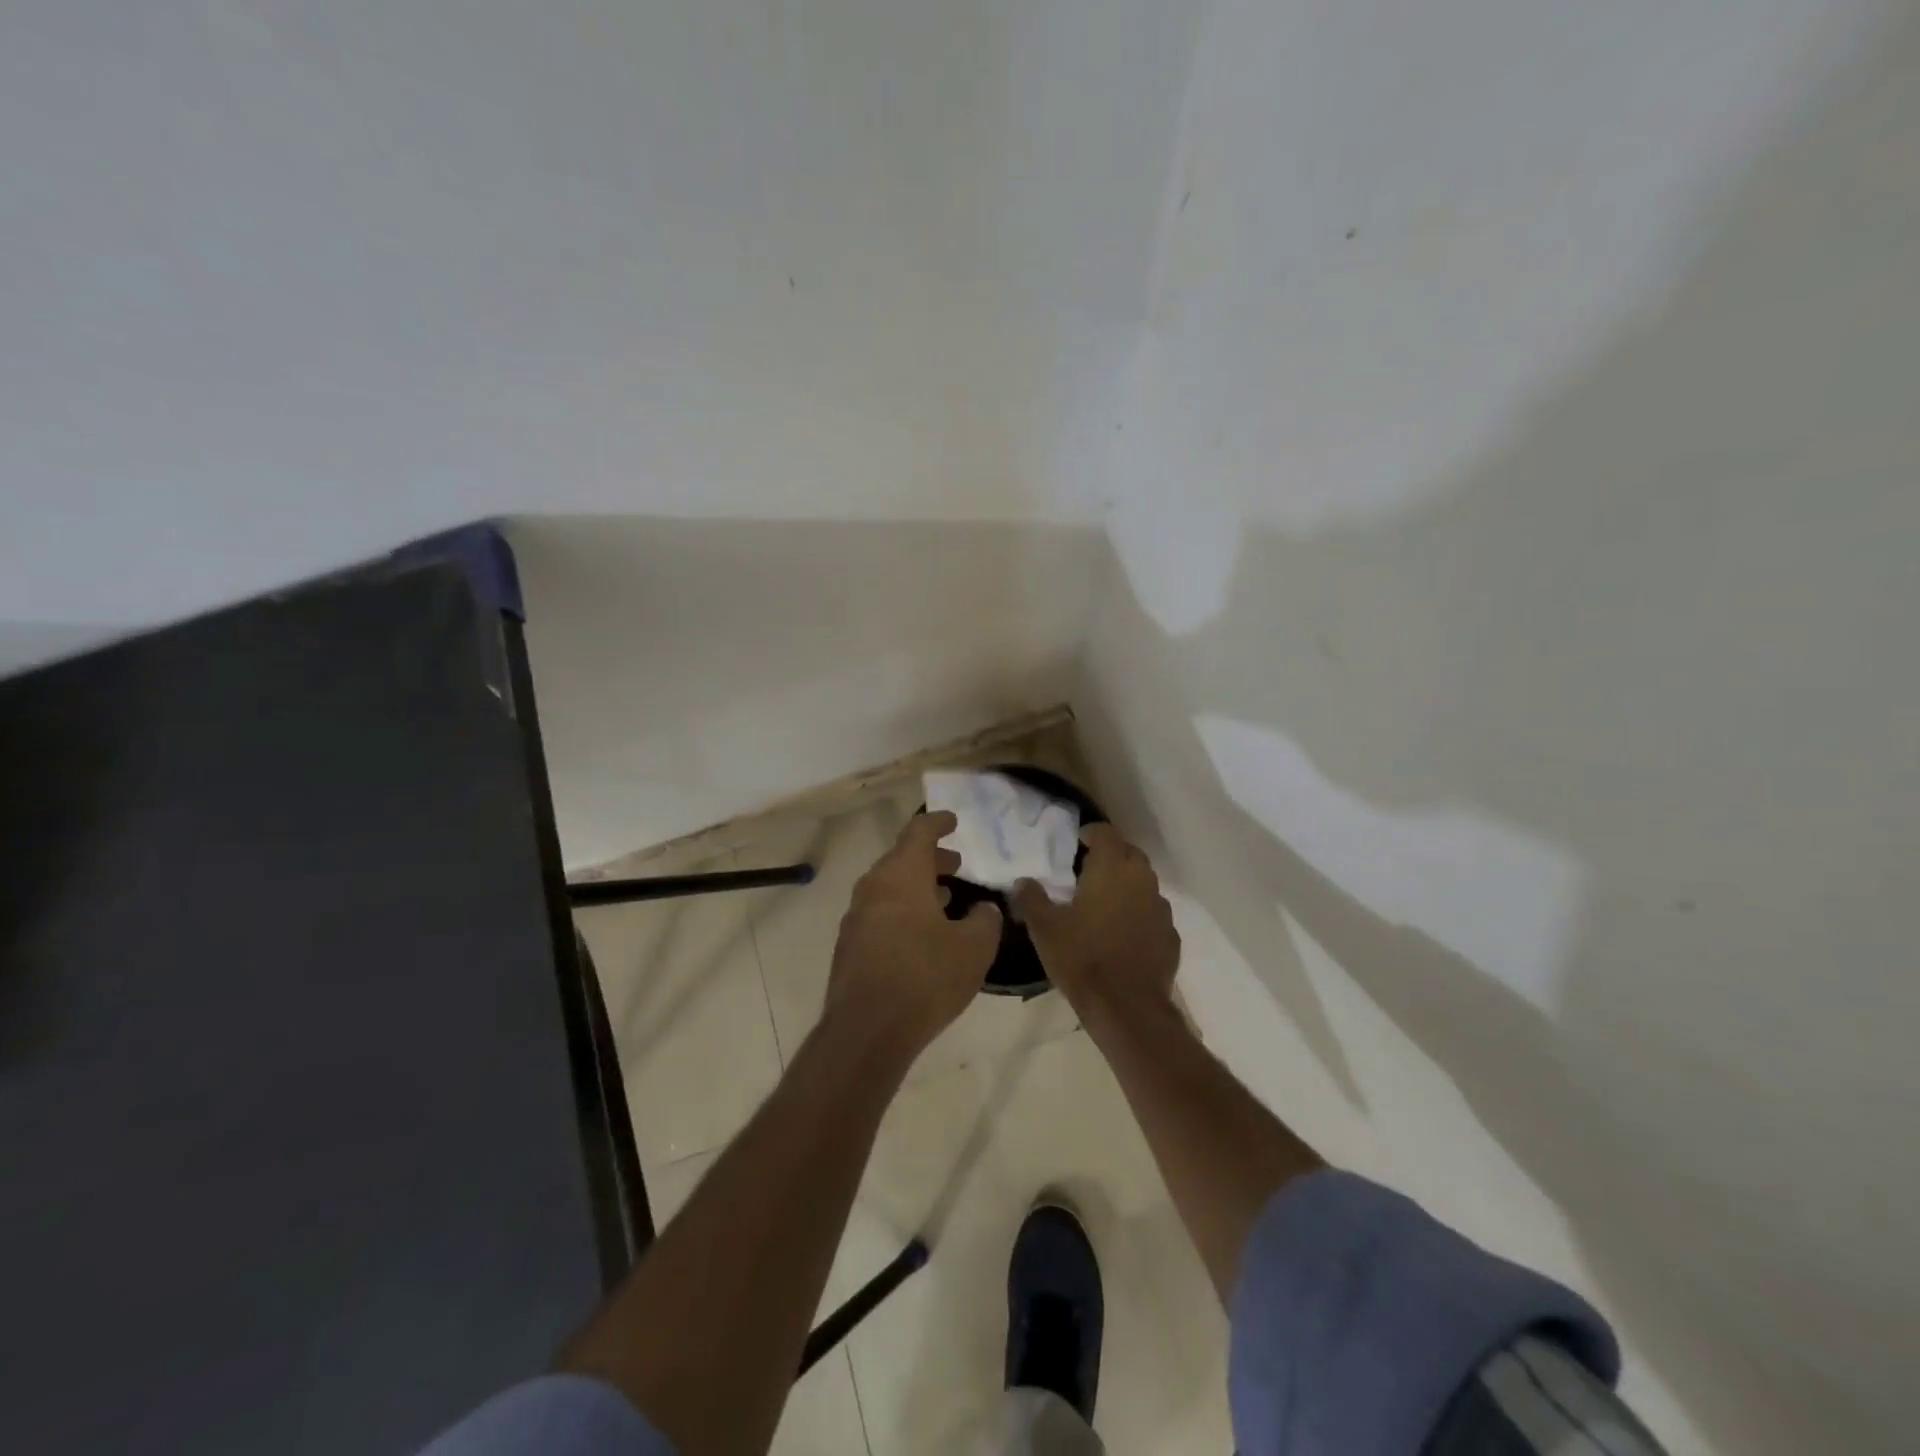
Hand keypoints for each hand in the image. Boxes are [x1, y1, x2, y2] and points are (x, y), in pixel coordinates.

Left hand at [826, 810, 1002, 1059]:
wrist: (867, 1031)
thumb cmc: (925, 978)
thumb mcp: (973, 948)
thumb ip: (984, 921)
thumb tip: (984, 910)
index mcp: (901, 875)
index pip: (919, 833)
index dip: (938, 823)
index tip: (952, 821)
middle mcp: (873, 888)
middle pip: (902, 859)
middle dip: (930, 860)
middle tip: (956, 866)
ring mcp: (856, 917)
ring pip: (889, 888)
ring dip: (917, 887)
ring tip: (945, 899)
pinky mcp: (849, 946)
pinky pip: (880, 914)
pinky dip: (903, 911)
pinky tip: (921, 935)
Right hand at [1012, 824, 1179, 1021]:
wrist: (1126, 1008)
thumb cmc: (1081, 958)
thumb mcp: (1045, 928)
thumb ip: (1032, 898)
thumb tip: (1022, 881)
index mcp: (1111, 868)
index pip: (1105, 832)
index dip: (1090, 833)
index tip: (1075, 845)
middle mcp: (1141, 879)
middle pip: (1128, 853)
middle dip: (1110, 856)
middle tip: (1086, 872)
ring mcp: (1161, 908)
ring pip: (1144, 883)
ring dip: (1126, 885)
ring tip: (1104, 903)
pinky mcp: (1171, 935)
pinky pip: (1153, 913)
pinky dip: (1139, 914)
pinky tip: (1123, 933)